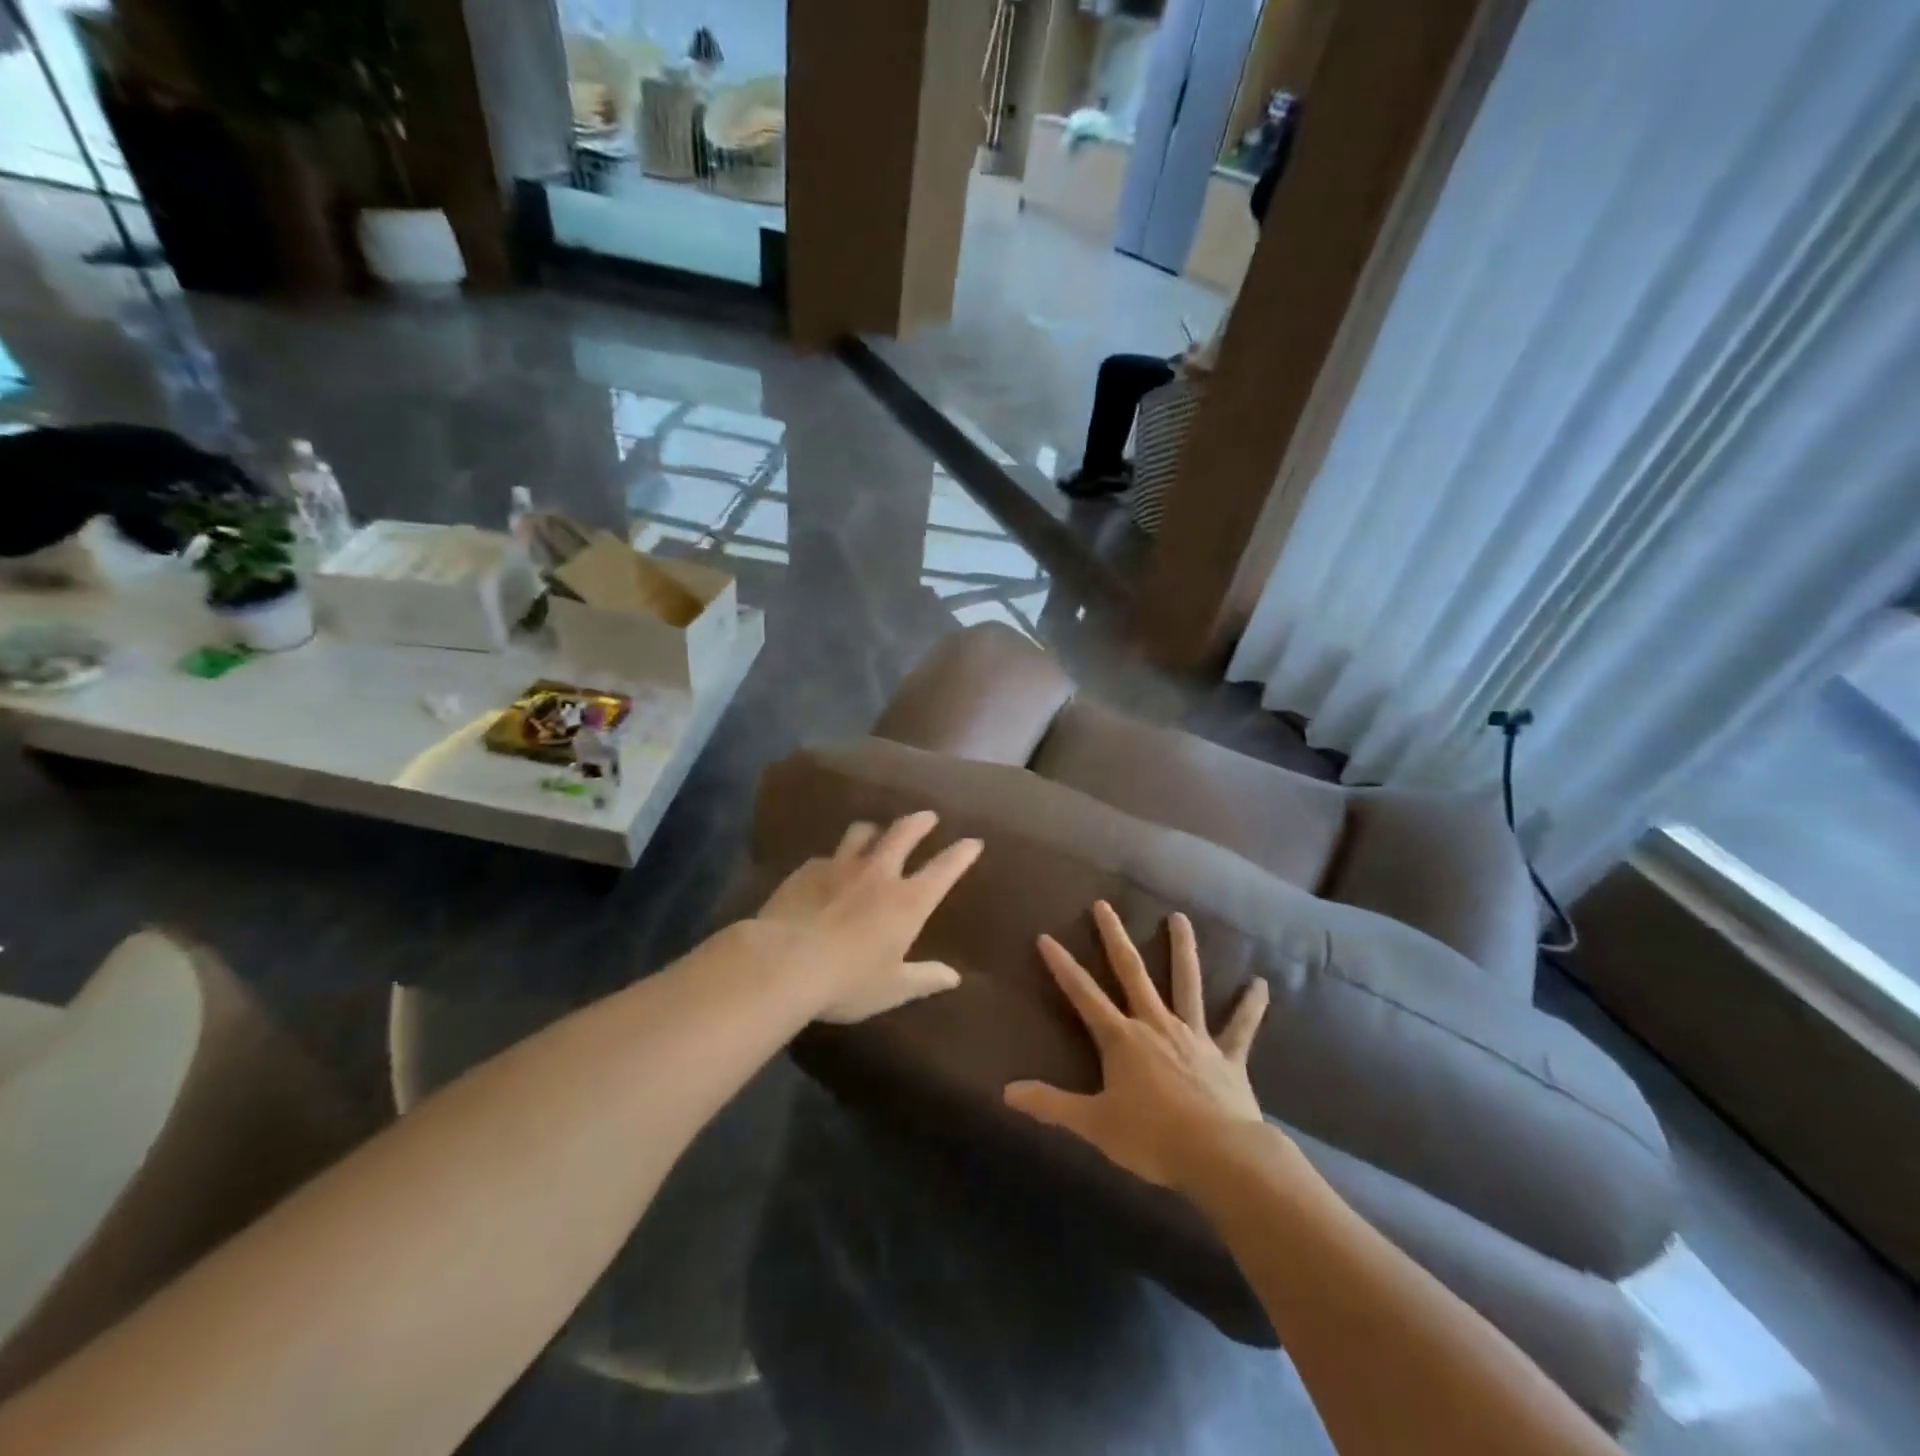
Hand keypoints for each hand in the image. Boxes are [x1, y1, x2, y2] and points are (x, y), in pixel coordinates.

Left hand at [753, 810, 981, 1023]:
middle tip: (927, 817)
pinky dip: (834, 859)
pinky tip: (828, 870)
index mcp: (907, 901)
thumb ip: (924, 979)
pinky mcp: (806, 871)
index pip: (944, 869)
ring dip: (874, 830)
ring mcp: (839, 867)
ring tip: (875, 833)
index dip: (961, 854)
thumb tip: (954, 977)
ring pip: (861, 833)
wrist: (782, 963)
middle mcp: (878, 874)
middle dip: (919, 822)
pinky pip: (826, 856)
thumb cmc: (847, 981)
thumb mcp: (892, 988)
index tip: (973, 842)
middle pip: (903, 834)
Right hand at [1004, 901, 1269, 1190]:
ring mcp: (1194, 1035)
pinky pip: (1241, 1026)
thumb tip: (1007, 1093)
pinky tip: (1260, 983)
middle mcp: (1156, 1024)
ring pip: (1186, 982)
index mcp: (1122, 1039)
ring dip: (1182, 949)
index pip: (1083, 994)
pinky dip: (1251, 1006)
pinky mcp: (1227, 1055)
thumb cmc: (1153, 1138)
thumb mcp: (1094, 1125)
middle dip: (1115, 937)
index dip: (1062, 966)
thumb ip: (1052, 1106)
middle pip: (1132, 972)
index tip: (1046, 937)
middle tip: (1105, 905)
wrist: (1220, 1155)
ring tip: (1180, 918)